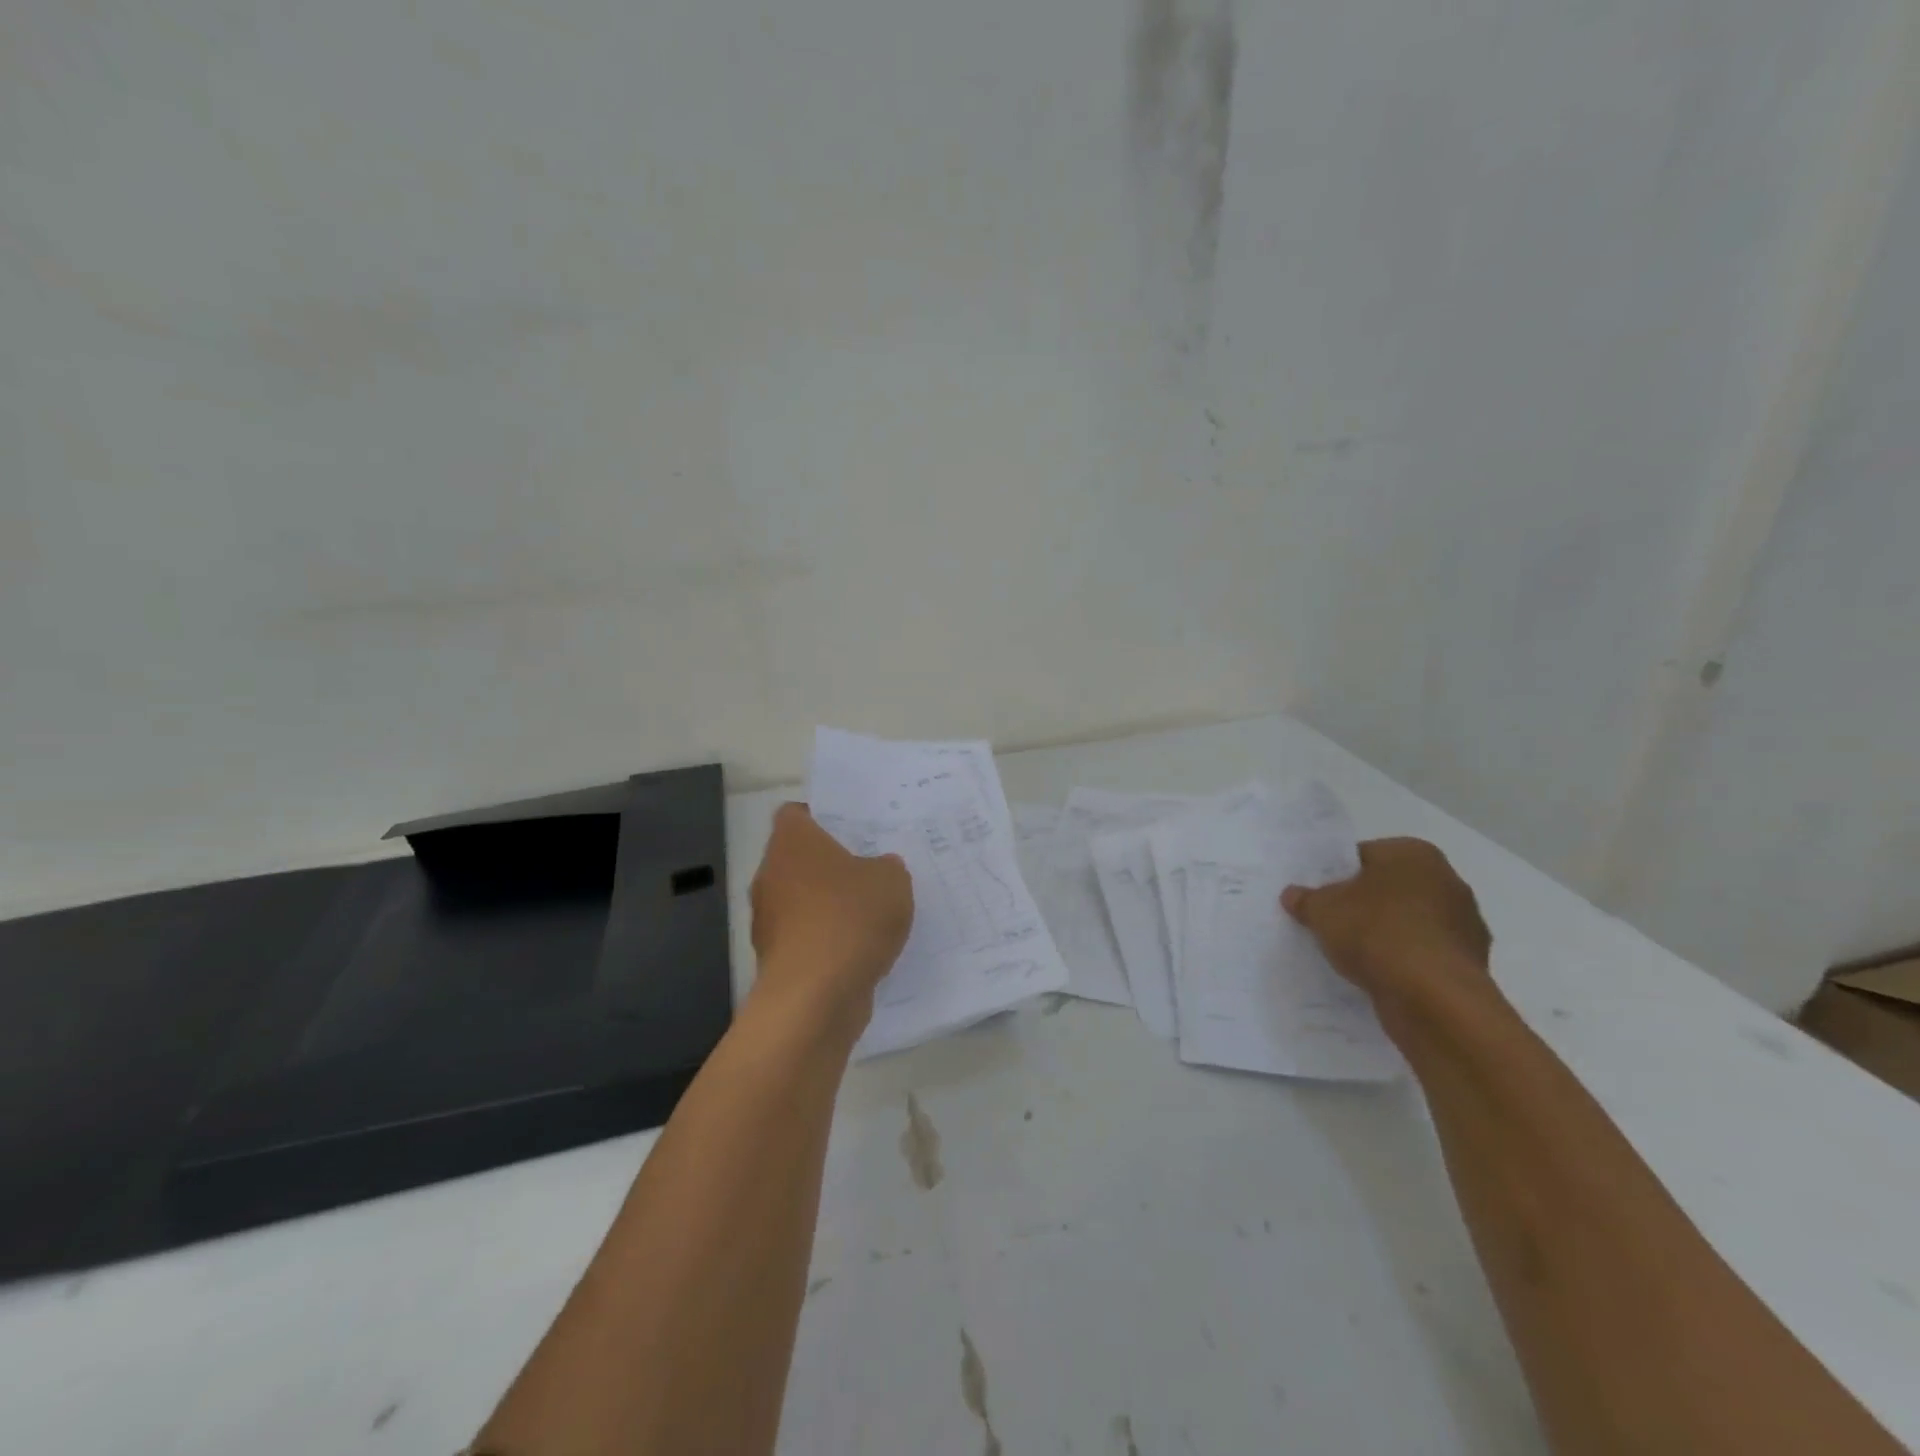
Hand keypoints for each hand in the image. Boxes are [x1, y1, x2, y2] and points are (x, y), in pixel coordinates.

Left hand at [749, 804, 913, 1020]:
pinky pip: (806, 938)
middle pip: (799, 859)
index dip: (822, 817)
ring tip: (871, 914)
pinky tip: (860, 951)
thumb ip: (887, 868)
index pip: (796, 814)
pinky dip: (826, 941)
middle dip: (830, 865)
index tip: (852, 829)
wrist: (815, 996)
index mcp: (792, 842)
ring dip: (828, 906)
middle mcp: (770, 875)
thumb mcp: (892, 881)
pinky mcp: (774, 959)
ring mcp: (768, 920)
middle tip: (870, 869)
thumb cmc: (850, 918)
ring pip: (801, 901)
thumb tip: (879, 870)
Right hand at [1280, 838, 1492, 1011]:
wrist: (1433, 997)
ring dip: (1386, 935)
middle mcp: (1447, 880)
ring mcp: (1465, 923)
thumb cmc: (1375, 932)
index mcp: (1414, 853)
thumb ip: (1306, 899)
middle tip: (1332, 923)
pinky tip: (1380, 975)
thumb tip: (1293, 894)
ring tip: (1353, 954)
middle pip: (1389, 888)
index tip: (1319, 898)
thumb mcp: (1322, 910)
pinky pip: (1424, 954)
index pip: (1363, 856)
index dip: (1336, 876)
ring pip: (1409, 922)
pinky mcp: (1470, 962)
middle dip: (1363, 904)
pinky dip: (1405, 962)